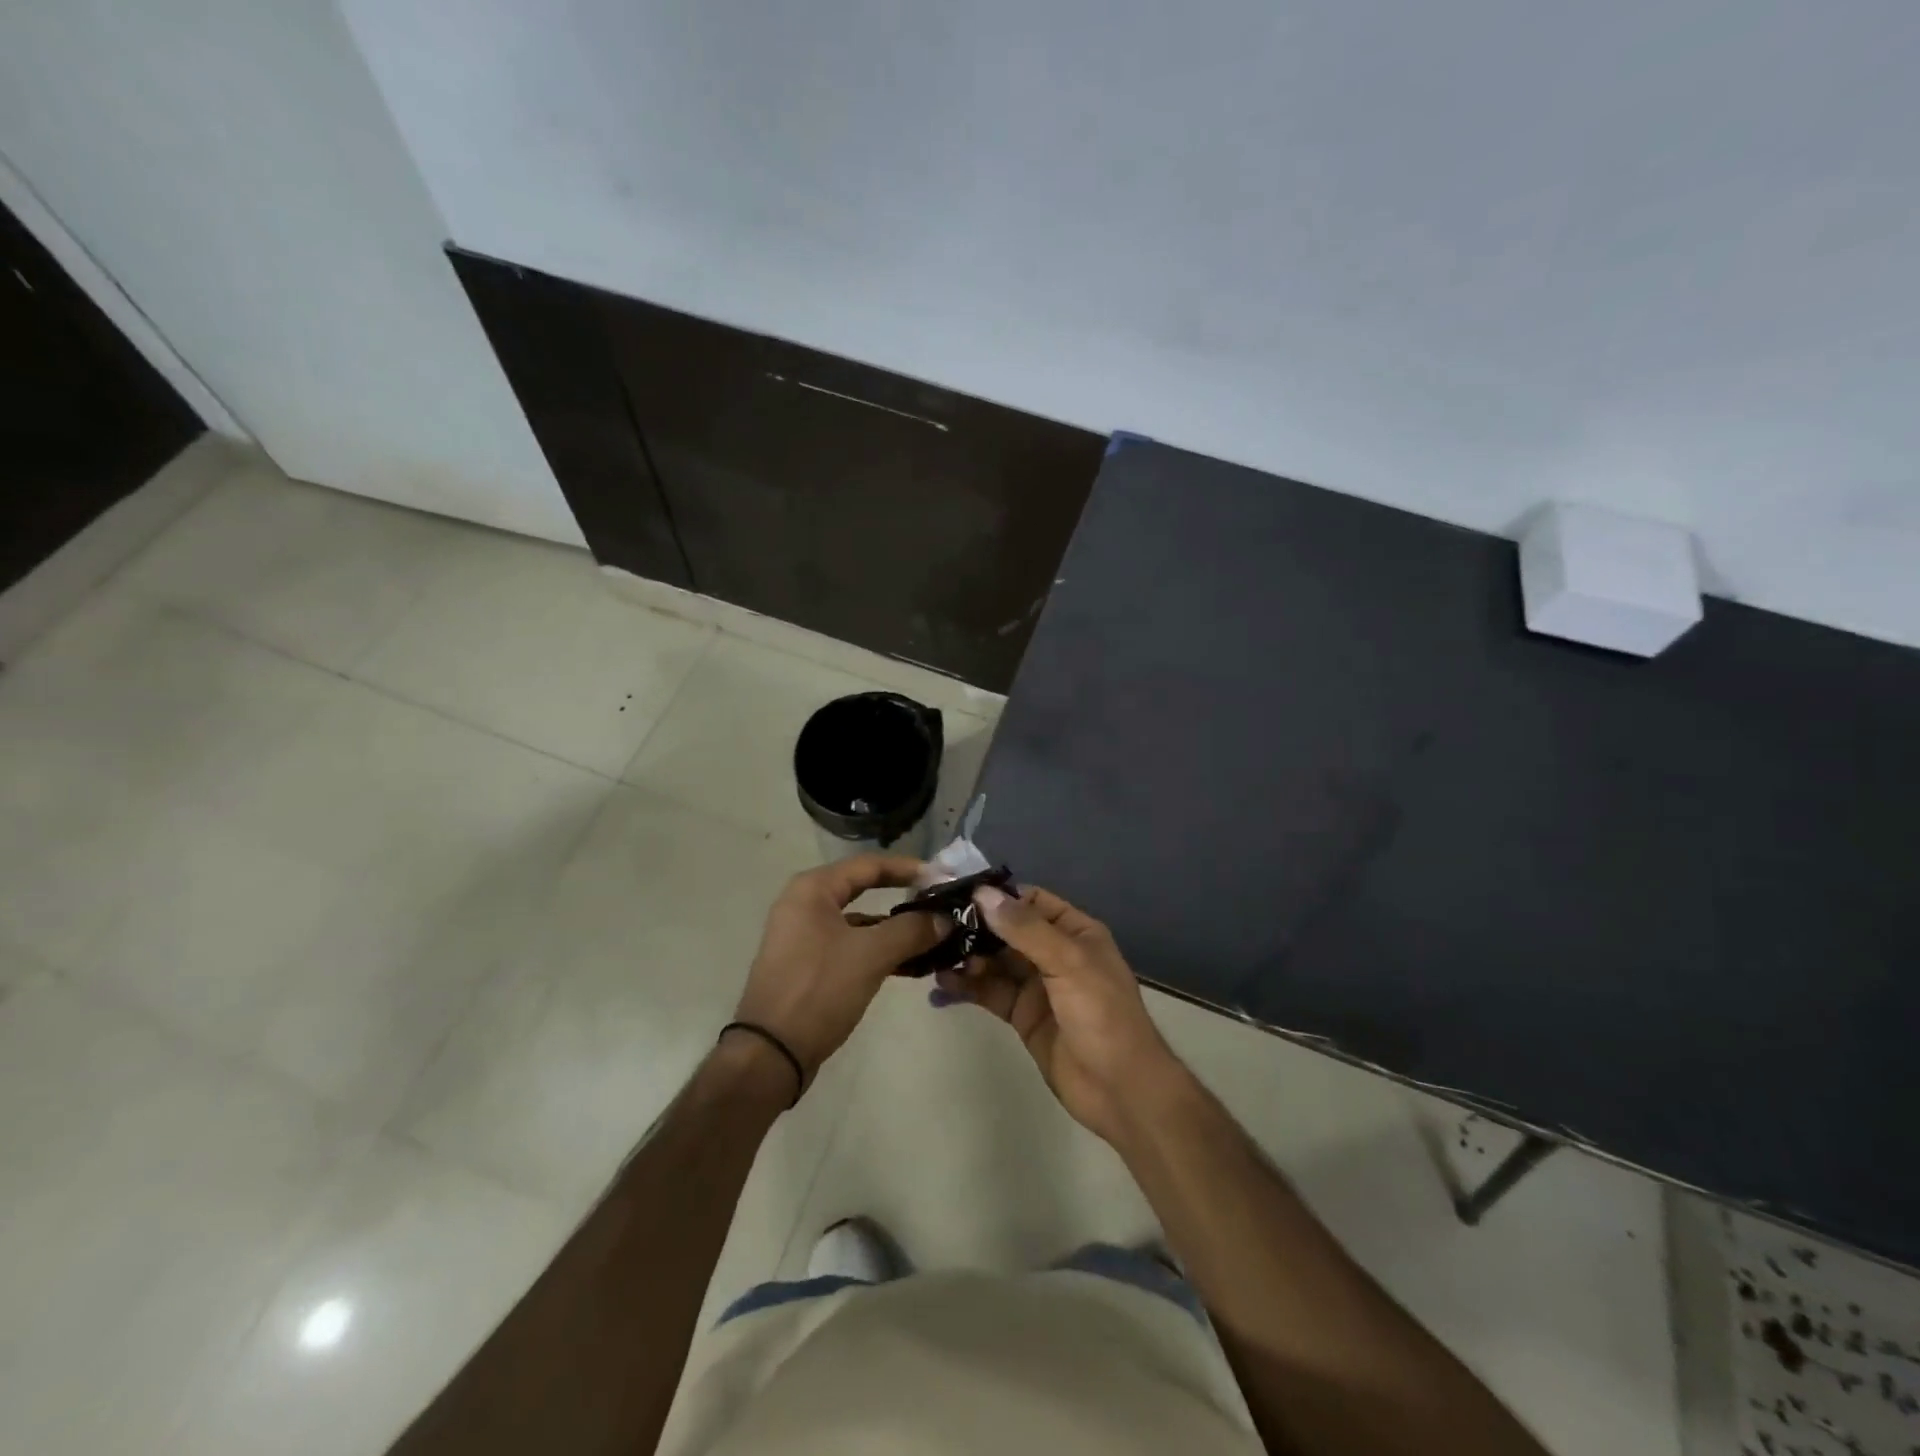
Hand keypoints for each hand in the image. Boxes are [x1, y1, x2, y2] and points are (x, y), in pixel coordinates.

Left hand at [732, 855, 944, 1093]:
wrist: (770, 1053)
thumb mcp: (871, 955)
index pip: (869, 865)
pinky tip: (909, 965)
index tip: (942, 877)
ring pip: (859, 922)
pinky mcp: (808, 965)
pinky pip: (850, 946)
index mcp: (813, 889)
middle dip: (904, 898)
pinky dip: (878, 951)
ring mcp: (804, 936)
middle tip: (940, 904)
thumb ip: (911, 930)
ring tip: (934, 938)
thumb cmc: (819, 989)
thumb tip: (945, 919)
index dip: (909, 869)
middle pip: (864, 890)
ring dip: (895, 929)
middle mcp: (805, 904)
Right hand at [935, 884, 1186, 1143]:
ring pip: (995, 962)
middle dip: (975, 926)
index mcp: (1075, 932)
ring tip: (933, 952)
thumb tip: (983, 894)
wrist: (1120, 1090)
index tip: (957, 893)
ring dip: (967, 956)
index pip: (1031, 901)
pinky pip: (991, 992)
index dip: (998, 895)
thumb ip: (1025, 929)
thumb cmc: (1102, 1015)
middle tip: (934, 923)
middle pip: (1008, 931)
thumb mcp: (1068, 962)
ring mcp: (1037, 986)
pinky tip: (942, 982)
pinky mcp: (1022, 1016)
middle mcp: (1054, 953)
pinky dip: (968, 986)